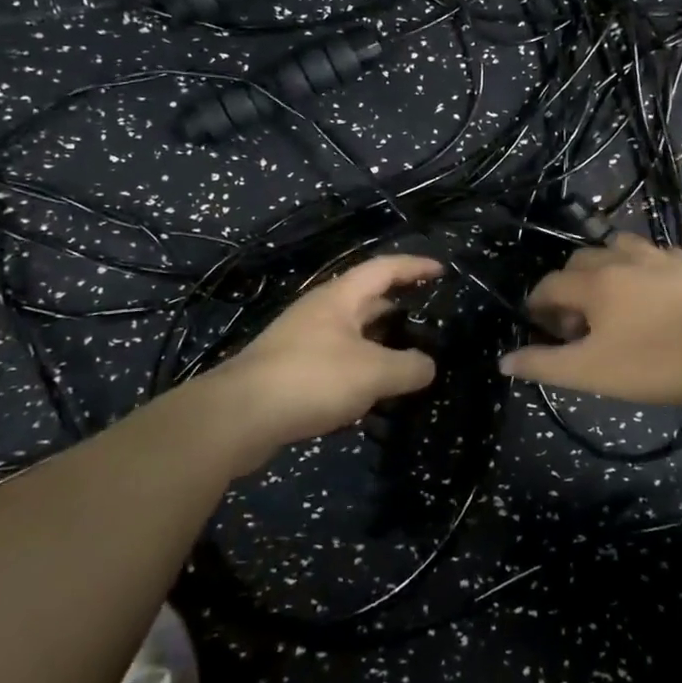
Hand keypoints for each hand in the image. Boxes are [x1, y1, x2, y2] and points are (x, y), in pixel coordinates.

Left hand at [197, 254, 442, 471]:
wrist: (239, 416)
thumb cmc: (311, 379)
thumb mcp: (372, 372)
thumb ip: (408, 367)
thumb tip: (428, 365)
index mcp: (340, 298)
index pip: (384, 269)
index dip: (414, 266)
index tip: (442, 270)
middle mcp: (320, 312)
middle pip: (366, 299)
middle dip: (399, 304)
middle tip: (430, 318)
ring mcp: (302, 341)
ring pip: (351, 332)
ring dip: (379, 340)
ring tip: (408, 356)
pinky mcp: (291, 371)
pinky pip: (337, 360)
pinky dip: (360, 367)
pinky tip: (372, 391)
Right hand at [498, 235, 681, 404]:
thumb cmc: (654, 363)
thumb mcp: (591, 372)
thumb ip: (544, 364)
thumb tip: (504, 360)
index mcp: (594, 282)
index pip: (549, 285)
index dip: (538, 306)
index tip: (542, 328)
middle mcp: (621, 257)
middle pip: (579, 261)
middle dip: (569, 287)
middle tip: (579, 324)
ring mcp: (658, 256)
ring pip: (616, 247)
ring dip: (604, 267)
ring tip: (613, 299)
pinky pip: (654, 254)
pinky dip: (641, 267)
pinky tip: (652, 290)